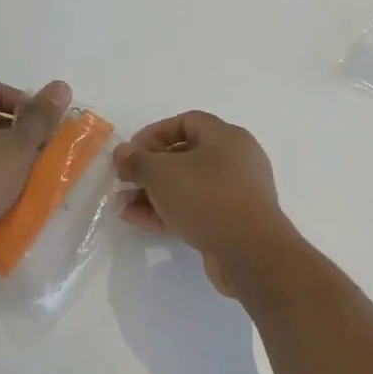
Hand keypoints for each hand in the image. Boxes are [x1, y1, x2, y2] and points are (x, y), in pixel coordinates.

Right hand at [114, 111, 291, 296]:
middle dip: (149, 169)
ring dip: (153, 193)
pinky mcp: (231, 222)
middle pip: (185, 156)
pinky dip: (167, 211)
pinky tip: (137, 220)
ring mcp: (235, 193)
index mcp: (226, 137)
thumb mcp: (162, 174)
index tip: (130, 152)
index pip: (186, 122)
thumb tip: (122, 153)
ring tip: (122, 205)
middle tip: (124, 181)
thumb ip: (137, 161)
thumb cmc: (207, 197)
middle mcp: (235, 160)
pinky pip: (194, 209)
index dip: (154, 133)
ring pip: (187, 186)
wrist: (250, 251)